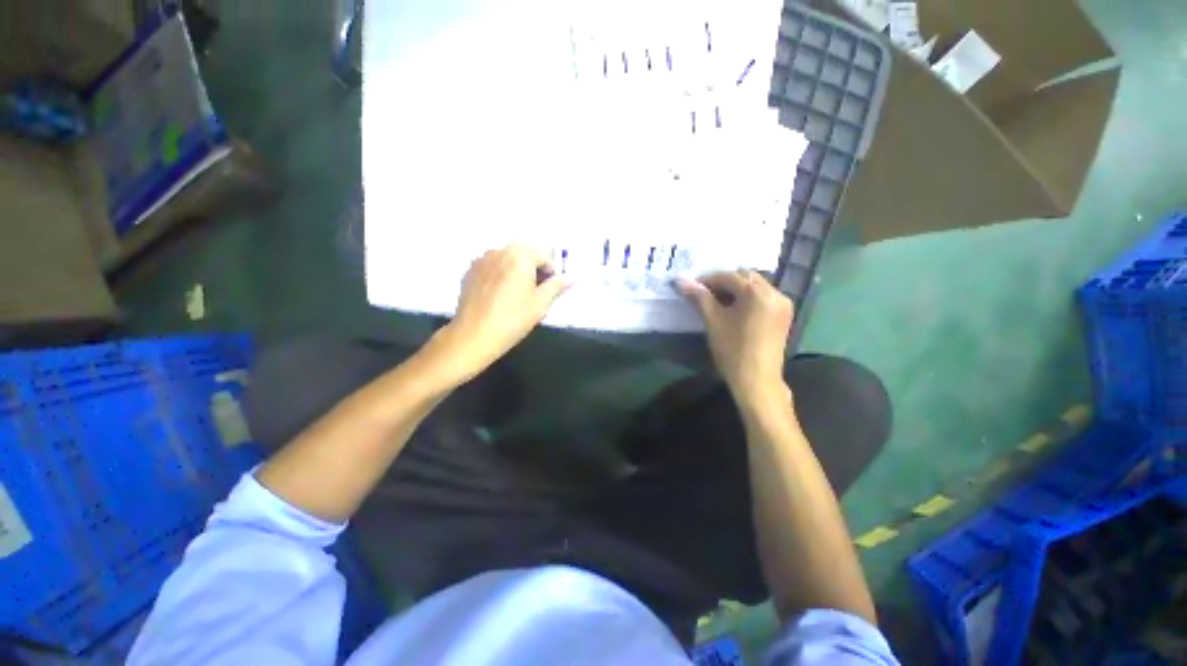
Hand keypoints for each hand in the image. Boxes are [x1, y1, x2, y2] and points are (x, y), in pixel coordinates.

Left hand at [432, 245, 569, 381]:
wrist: (474, 335)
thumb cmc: (513, 319)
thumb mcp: (540, 304)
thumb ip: (557, 286)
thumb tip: (573, 277)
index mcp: (520, 257)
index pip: (543, 256)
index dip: (550, 272)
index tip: (550, 289)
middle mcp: (500, 252)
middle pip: (523, 252)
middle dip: (533, 266)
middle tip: (535, 288)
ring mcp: (482, 260)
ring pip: (506, 256)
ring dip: (516, 267)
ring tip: (516, 290)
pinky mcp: (470, 270)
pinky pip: (491, 264)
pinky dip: (500, 271)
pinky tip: (499, 293)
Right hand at [677, 271, 793, 400]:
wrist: (756, 380)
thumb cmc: (732, 350)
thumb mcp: (713, 321)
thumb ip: (699, 297)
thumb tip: (680, 281)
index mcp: (757, 292)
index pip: (728, 276)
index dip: (707, 279)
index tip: (692, 287)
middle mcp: (775, 292)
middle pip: (745, 277)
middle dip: (723, 282)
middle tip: (704, 294)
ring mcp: (783, 303)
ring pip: (755, 286)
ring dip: (736, 289)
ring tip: (718, 302)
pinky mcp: (784, 314)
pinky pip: (763, 297)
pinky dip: (748, 297)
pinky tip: (735, 309)